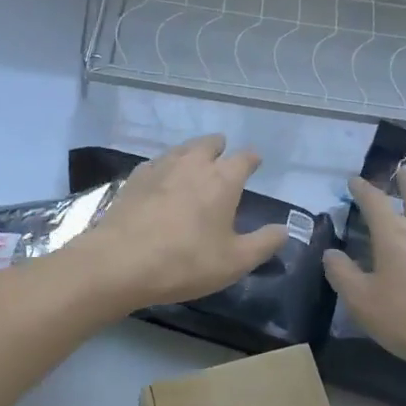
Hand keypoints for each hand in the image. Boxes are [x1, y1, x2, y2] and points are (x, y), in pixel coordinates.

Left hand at [77, 135, 288, 309]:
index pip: (244, 158)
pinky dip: (166, 167)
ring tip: (195, 165)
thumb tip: (285, 230)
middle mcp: (193, 163)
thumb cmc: (185, 262)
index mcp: (223, 179)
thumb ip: (264, 243)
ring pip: (182, 149)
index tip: (255, 163)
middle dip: (220, 148)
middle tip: (223, 159)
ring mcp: (160, 167)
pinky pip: (157, 163)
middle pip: (210, 143)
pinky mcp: (135, 178)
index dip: (252, 159)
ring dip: (192, 153)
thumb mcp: (234, 262)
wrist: (119, 262)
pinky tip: (162, 180)